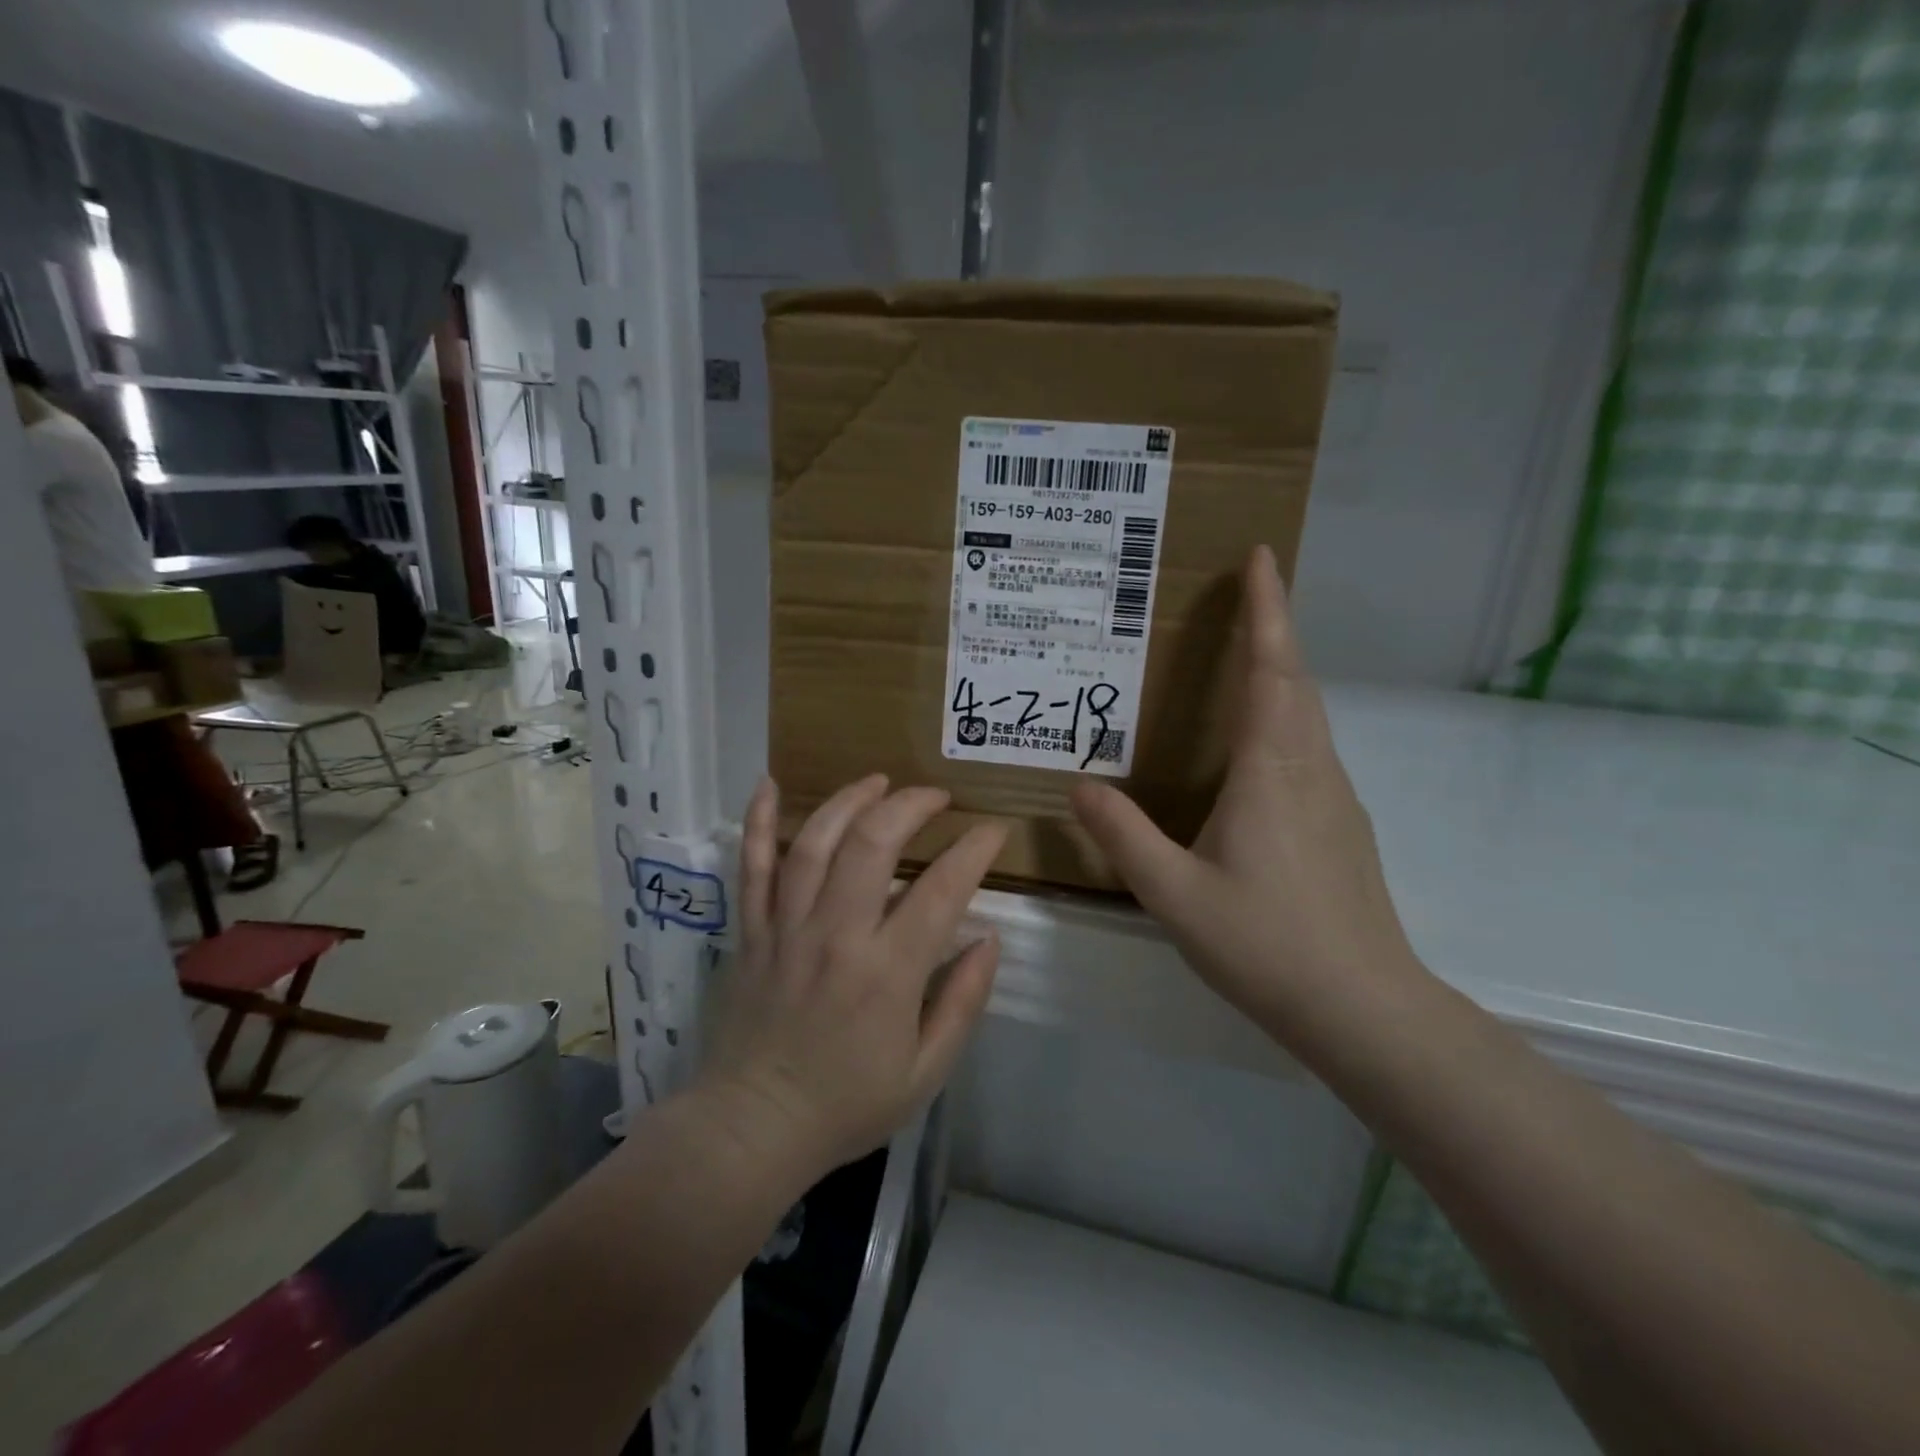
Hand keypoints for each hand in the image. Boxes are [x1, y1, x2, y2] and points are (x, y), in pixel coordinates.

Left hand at [699, 776, 1005, 1175]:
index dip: (975, 849)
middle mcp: (837, 936)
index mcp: (888, 972)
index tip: (993, 830)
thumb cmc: (847, 1104)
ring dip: (849, 801)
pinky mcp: (752, 931)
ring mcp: (787, 928)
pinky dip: (759, 823)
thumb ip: (963, 1002)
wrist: (753, 1127)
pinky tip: (769, 785)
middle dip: (910, 806)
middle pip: (873, 844)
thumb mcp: (926, 1072)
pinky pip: (752, 867)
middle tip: (935, 797)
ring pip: (816, 843)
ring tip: (878, 782)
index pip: (942, 889)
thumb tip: (988, 940)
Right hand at [1070, 546, 1420, 1042]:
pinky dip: (1285, 716)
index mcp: (1271, 771)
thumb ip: (1123, 836)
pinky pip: (1310, 747)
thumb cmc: (1265, 943)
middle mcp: (1311, 769)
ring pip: (1308, 713)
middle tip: (1247, 593)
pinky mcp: (1343, 825)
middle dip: (1275, 628)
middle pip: (1296, 681)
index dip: (1267, 610)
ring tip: (1245, 656)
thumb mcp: (1173, 893)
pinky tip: (1258, 746)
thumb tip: (1078, 786)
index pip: (1270, 671)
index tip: (1262, 557)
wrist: (1362, 1008)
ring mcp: (1335, 797)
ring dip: (1282, 671)